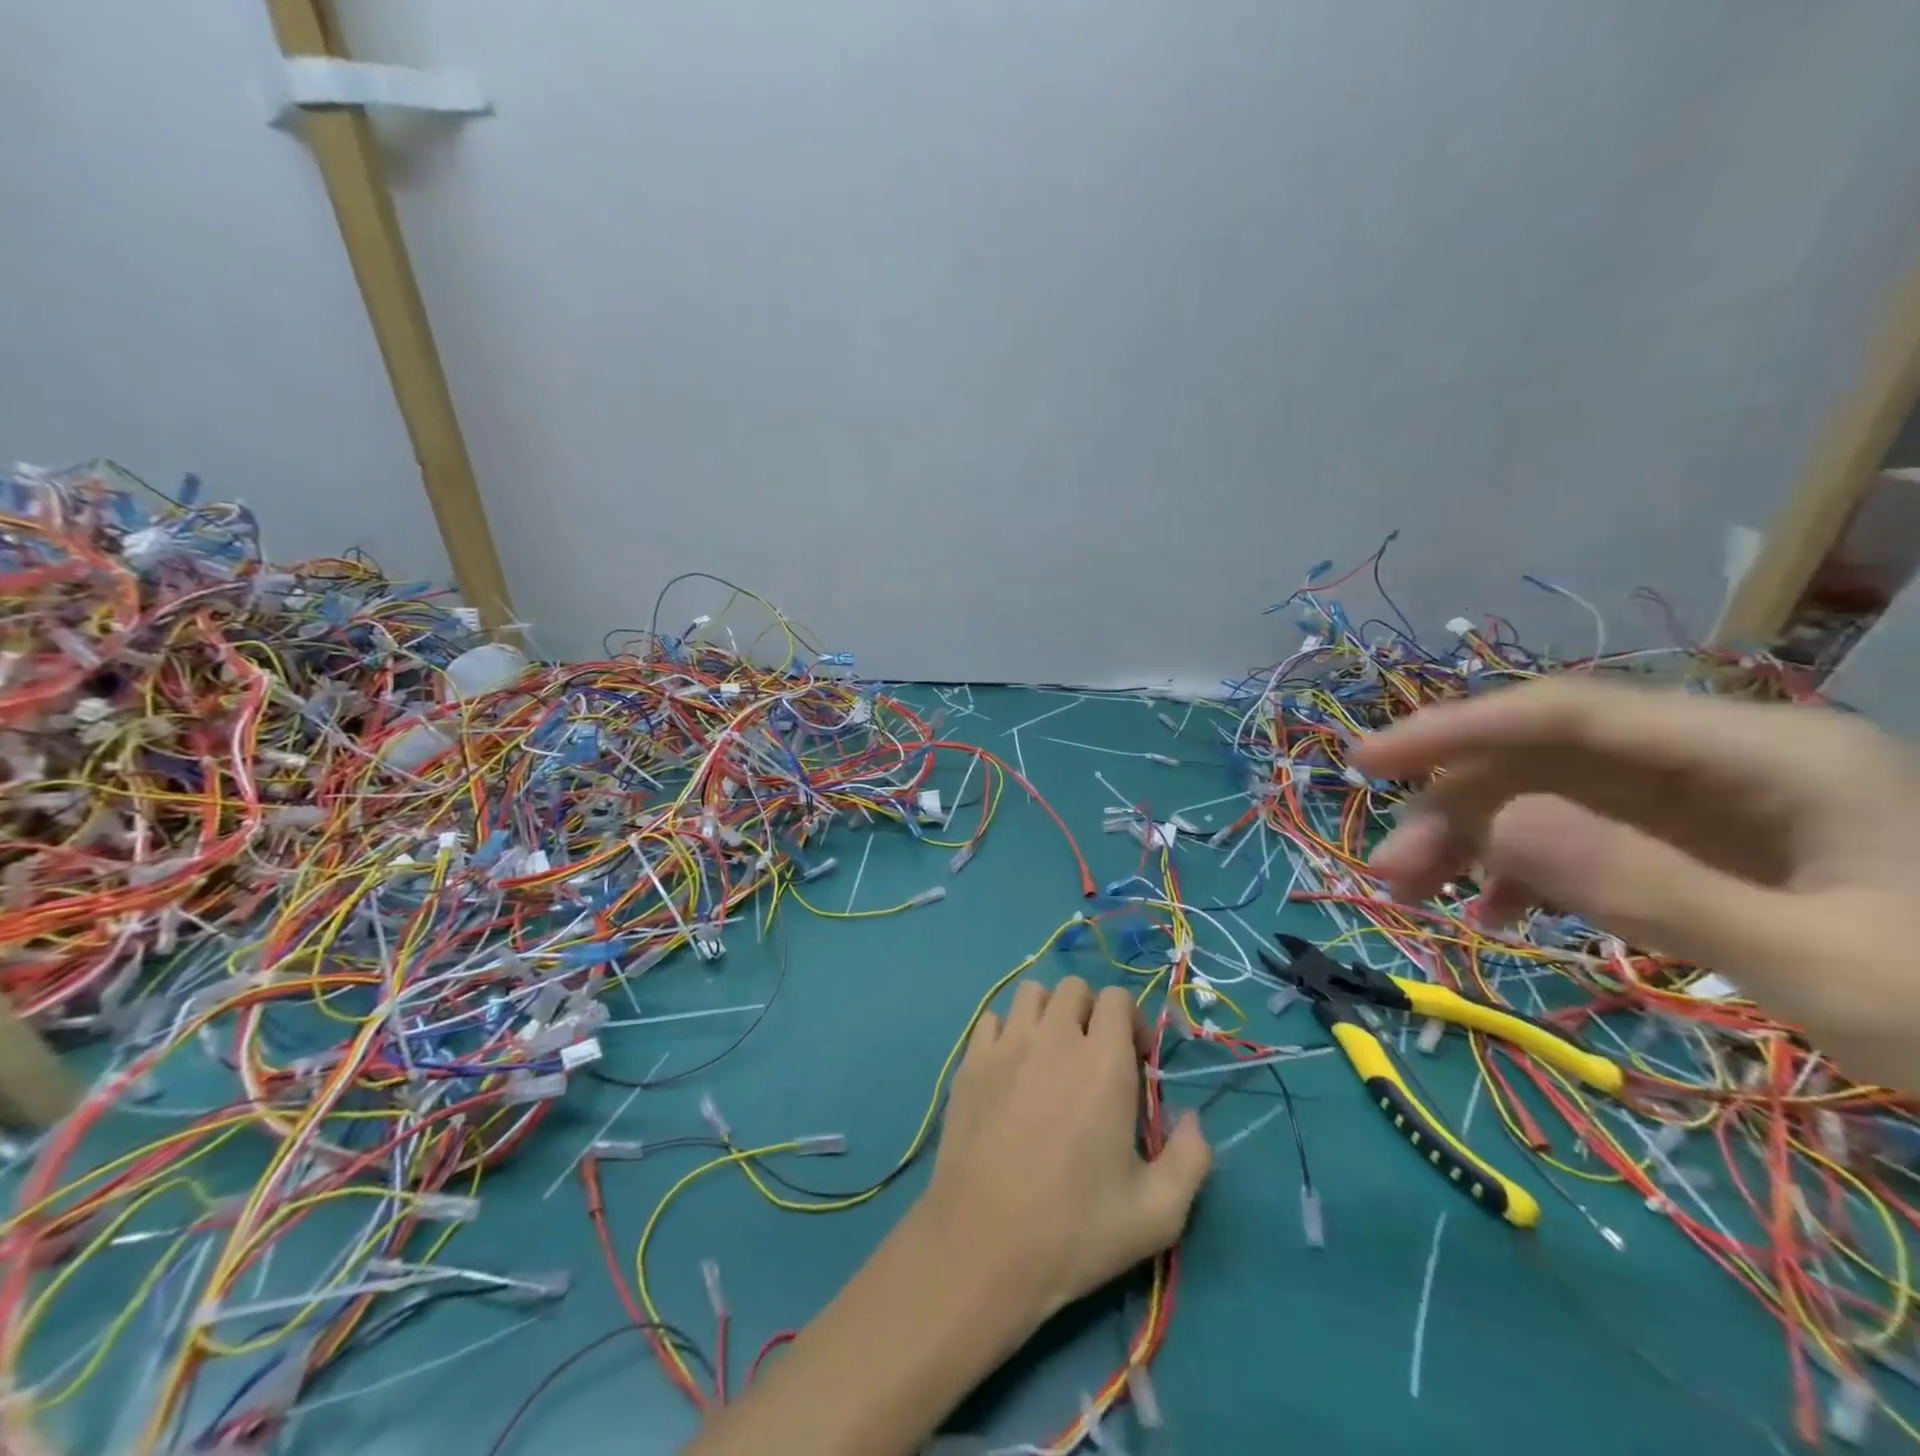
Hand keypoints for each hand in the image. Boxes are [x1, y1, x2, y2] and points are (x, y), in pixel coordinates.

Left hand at [914, 976, 1211, 1327]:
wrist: (983, 1245)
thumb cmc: (1075, 1230)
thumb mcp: (1157, 1214)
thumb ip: (1191, 1158)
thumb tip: (1192, 1118)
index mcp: (1103, 1063)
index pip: (1116, 998)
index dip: (1131, 1022)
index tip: (1135, 1063)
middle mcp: (1054, 1038)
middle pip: (1074, 987)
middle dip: (1091, 1012)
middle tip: (1094, 1057)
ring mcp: (1006, 1046)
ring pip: (1030, 993)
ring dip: (1048, 1012)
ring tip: (1052, 1055)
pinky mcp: (970, 1062)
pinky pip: (991, 1018)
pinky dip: (1007, 1030)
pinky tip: (1011, 1068)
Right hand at [1352, 678, 1919, 1088]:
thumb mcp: (1821, 965)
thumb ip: (1652, 887)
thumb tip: (1497, 823)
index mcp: (1758, 754)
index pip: (1567, 713)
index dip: (1455, 729)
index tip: (1364, 760)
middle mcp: (1720, 760)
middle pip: (1547, 761)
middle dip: (1456, 810)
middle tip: (1390, 875)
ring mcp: (1711, 807)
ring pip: (1553, 799)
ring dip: (1477, 842)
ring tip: (1419, 897)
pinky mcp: (1705, 849)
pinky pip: (1586, 840)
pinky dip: (1528, 870)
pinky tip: (1499, 913)